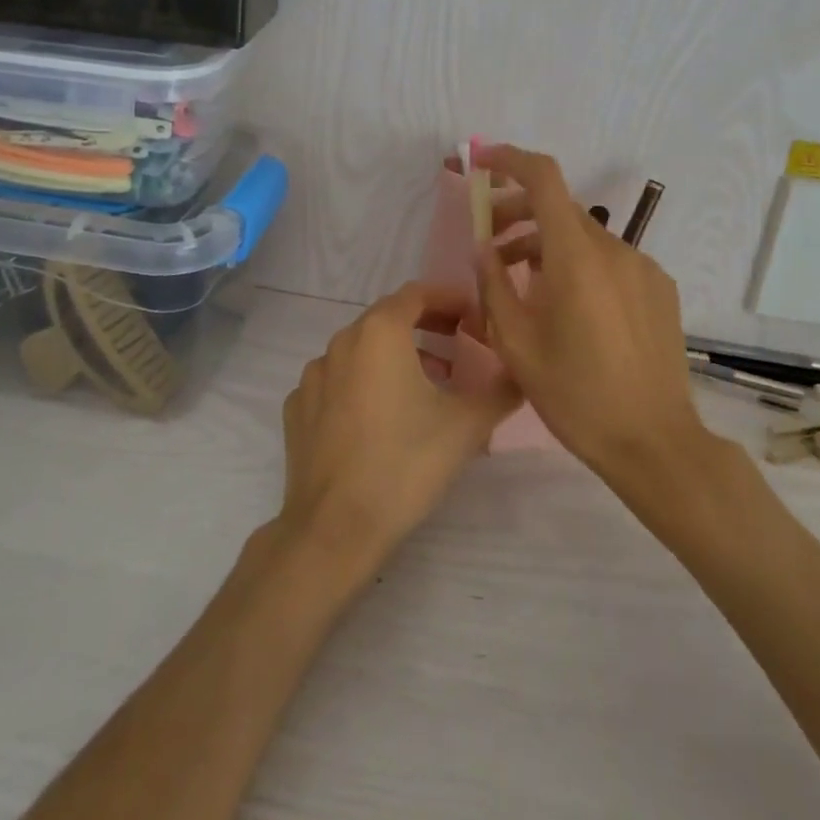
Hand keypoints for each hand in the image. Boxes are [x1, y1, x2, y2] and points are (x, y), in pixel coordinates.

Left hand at [275, 282, 519, 574]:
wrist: (335, 526)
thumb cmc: (405, 463)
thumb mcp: (467, 425)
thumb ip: (501, 390)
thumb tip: (521, 373)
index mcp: (380, 332)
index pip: (418, 293)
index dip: (450, 299)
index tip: (474, 317)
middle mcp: (341, 341)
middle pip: (389, 318)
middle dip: (426, 326)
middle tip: (458, 346)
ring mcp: (313, 375)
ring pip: (361, 350)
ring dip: (395, 356)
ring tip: (426, 385)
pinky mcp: (298, 407)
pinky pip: (337, 381)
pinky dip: (363, 384)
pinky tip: (380, 417)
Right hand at [473, 144, 703, 478]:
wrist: (654, 442)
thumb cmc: (576, 396)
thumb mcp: (517, 344)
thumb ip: (494, 286)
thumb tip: (484, 248)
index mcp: (576, 257)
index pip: (543, 178)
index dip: (509, 159)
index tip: (480, 162)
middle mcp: (614, 249)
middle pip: (559, 208)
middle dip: (517, 212)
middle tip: (488, 241)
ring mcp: (643, 267)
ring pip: (583, 237)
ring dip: (545, 244)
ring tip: (518, 281)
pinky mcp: (659, 288)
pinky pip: (609, 260)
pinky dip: (578, 264)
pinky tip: (567, 306)